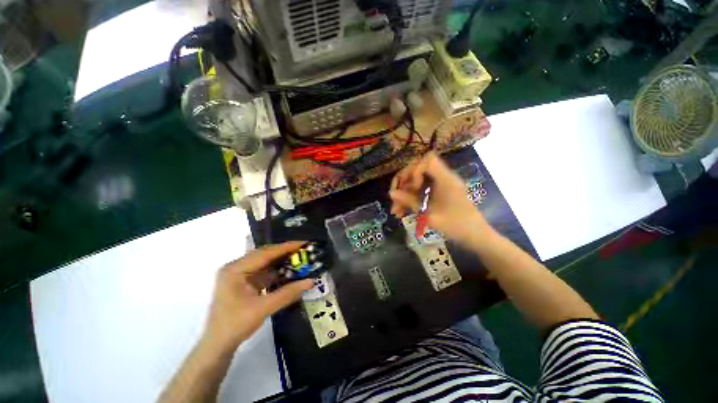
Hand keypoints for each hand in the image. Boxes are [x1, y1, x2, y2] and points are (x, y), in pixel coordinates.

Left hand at [203, 242, 312, 349]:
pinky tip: (289, 271)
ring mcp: (240, 275)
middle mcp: (236, 267)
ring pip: (265, 263)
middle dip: (285, 252)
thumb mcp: (263, 308)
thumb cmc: (235, 325)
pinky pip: (264, 272)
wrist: (218, 346)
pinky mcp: (244, 283)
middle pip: (265, 255)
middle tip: (304, 249)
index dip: (285, 247)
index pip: (265, 253)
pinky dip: (277, 271)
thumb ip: (287, 293)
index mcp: (235, 269)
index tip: (303, 243)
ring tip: (300, 258)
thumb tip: (311, 281)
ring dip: (282, 261)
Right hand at [389, 152, 490, 247]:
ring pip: (416, 181)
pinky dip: (410, 199)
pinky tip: (401, 212)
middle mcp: (442, 178)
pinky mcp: (437, 193)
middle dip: (404, 180)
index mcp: (445, 179)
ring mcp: (439, 186)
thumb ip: (410, 202)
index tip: (413, 187)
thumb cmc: (457, 226)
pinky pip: (420, 190)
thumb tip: (391, 193)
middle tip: (394, 195)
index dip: (415, 170)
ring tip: (395, 210)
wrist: (475, 236)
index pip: (428, 160)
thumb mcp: (430, 215)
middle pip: (418, 167)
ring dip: (404, 193)